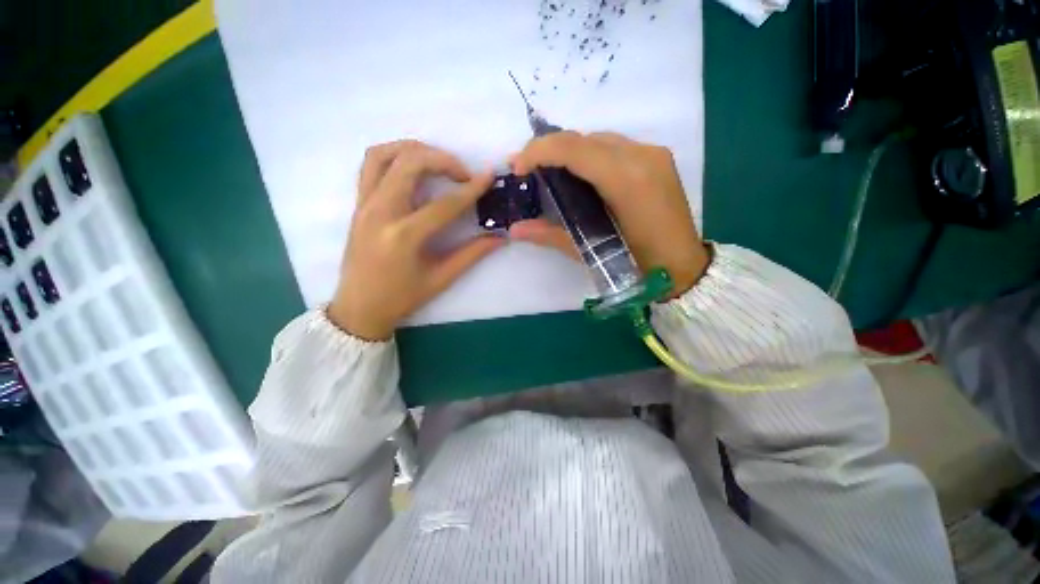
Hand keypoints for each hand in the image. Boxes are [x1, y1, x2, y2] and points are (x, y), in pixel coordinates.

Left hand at [327, 141, 501, 340]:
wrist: (359, 308)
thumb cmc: (402, 298)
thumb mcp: (441, 279)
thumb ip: (472, 254)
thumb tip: (500, 238)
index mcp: (404, 237)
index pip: (445, 204)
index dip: (471, 189)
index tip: (489, 176)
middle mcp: (380, 213)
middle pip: (411, 164)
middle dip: (443, 160)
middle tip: (464, 174)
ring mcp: (364, 205)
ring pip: (385, 154)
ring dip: (415, 150)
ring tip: (438, 163)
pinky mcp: (358, 204)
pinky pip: (371, 165)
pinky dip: (394, 155)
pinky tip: (412, 167)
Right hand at [509, 132, 708, 297]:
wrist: (683, 267)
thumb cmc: (639, 266)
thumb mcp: (591, 251)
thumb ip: (550, 235)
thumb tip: (515, 229)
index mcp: (627, 180)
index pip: (573, 149)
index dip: (538, 151)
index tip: (517, 167)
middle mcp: (642, 156)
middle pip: (584, 138)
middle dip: (549, 149)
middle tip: (527, 168)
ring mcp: (653, 154)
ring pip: (599, 139)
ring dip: (569, 151)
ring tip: (549, 171)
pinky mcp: (657, 158)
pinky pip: (614, 146)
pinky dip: (589, 155)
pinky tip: (580, 175)